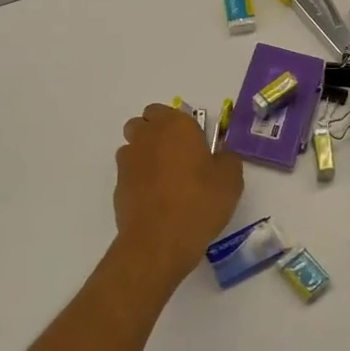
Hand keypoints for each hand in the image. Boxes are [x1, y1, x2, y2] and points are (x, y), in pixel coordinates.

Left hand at [114, 104, 244, 282]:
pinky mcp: (118, 186)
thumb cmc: (200, 202)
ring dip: (145, 156)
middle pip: (143, 124)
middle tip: (178, 157)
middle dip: (155, 134)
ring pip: (133, 148)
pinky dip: (139, 180)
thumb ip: (227, 158)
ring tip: (165, 181)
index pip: (165, 110)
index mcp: (175, 126)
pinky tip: (156, 200)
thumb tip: (220, 155)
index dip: (177, 124)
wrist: (160, 240)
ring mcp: (128, 161)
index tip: (193, 142)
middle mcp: (147, 137)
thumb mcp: (231, 179)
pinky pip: (129, 174)